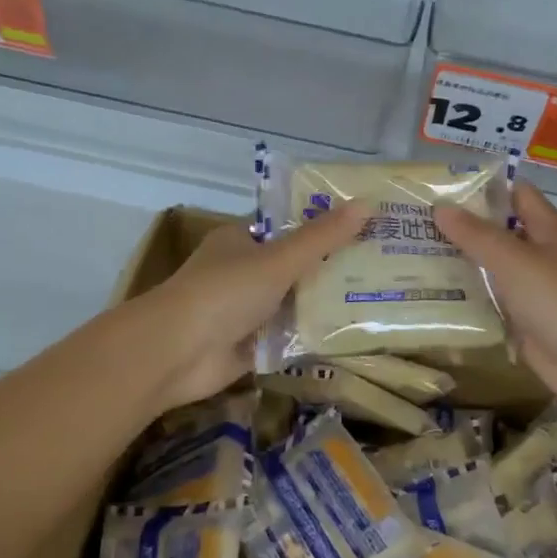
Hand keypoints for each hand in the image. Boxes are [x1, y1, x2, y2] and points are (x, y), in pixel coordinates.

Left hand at [135, 203, 369, 411]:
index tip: (364, 228)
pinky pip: (287, 338)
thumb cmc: (224, 293)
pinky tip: (350, 336)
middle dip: (330, 269)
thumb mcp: (278, 259)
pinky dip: (310, 338)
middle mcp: (241, 272)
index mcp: (240, 241)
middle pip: (293, 267)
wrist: (175, 353)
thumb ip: (322, 237)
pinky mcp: (249, 346)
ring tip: (376, 299)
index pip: (287, 228)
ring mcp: (244, 311)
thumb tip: (367, 204)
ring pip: (292, 304)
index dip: (323, 227)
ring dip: (323, 305)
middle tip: (381, 266)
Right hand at [435, 183, 556, 425]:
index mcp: (545, 230)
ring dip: (458, 265)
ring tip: (410, 257)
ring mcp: (531, 291)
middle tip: (412, 224)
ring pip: (490, 270)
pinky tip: (431, 298)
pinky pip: (490, 304)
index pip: (514, 193)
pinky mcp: (523, 323)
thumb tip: (440, 206)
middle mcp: (538, 255)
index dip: (482, 186)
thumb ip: (477, 235)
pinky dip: (466, 301)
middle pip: (497, 232)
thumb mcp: (514, 261)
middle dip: (460, 227)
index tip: (440, 186)